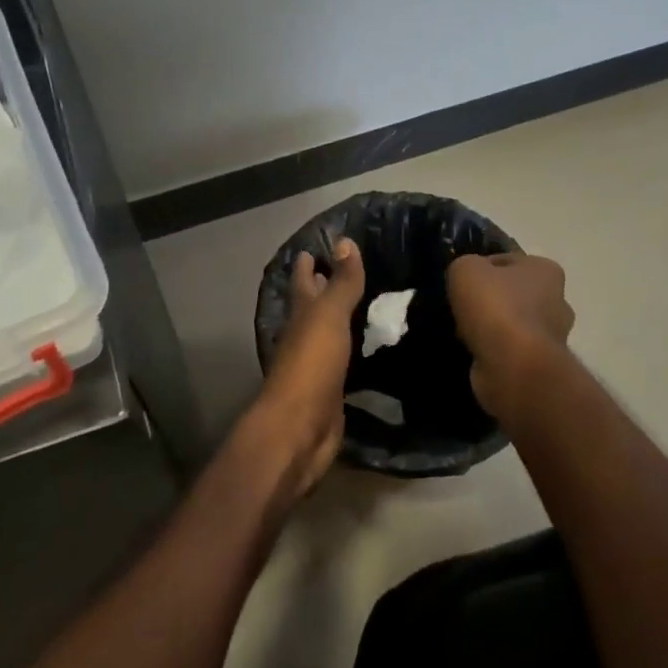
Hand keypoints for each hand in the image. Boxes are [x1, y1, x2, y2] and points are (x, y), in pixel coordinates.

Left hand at [245, 237, 365, 496]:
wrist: (300, 427)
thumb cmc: (312, 364)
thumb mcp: (329, 316)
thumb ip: (341, 282)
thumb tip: (344, 241)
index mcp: (300, 315)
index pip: (302, 281)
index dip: (307, 263)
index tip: (315, 246)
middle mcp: (303, 336)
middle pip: (311, 306)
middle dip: (321, 288)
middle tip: (343, 269)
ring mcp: (315, 365)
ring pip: (326, 334)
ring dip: (338, 320)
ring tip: (363, 304)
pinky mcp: (330, 390)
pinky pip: (342, 362)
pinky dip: (350, 351)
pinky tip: (366, 348)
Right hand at [448, 252, 574, 419]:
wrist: (514, 366)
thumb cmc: (495, 307)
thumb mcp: (466, 269)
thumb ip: (465, 265)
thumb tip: (468, 278)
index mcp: (546, 270)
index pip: (507, 261)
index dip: (481, 269)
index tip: (461, 283)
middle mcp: (557, 300)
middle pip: (513, 294)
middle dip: (490, 301)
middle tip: (461, 309)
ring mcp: (552, 336)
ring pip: (512, 324)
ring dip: (491, 328)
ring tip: (462, 333)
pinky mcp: (541, 364)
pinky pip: (510, 350)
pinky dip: (494, 351)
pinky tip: (473, 352)